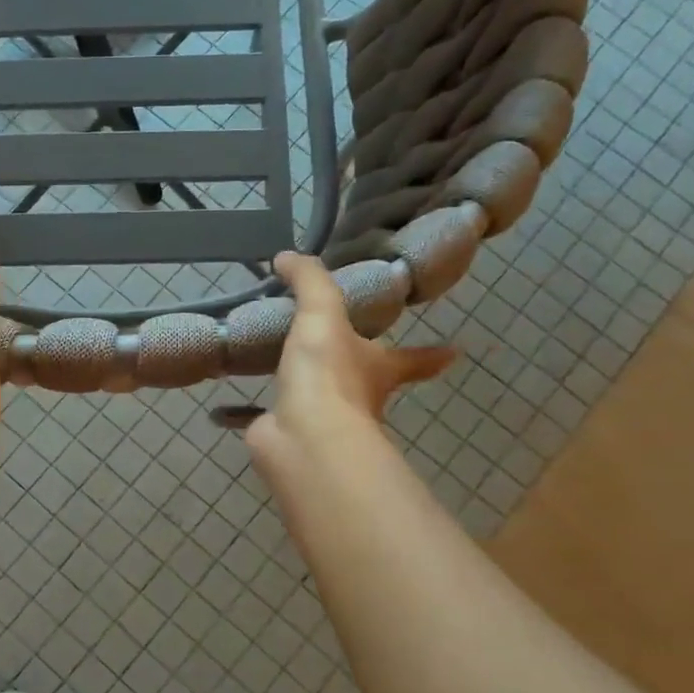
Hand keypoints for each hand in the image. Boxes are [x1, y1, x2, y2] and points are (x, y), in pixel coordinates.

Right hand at [246, 251, 454, 471]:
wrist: (302, 436)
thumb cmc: (328, 374)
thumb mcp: (322, 314)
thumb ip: (310, 281)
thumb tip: (287, 256)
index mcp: (379, 368)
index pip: (413, 359)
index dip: (431, 354)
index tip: (454, 353)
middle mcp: (359, 396)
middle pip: (366, 379)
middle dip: (358, 367)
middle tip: (336, 346)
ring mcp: (325, 419)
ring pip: (321, 398)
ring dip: (307, 384)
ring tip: (282, 363)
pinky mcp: (289, 433)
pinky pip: (275, 414)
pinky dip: (261, 408)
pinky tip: (240, 398)